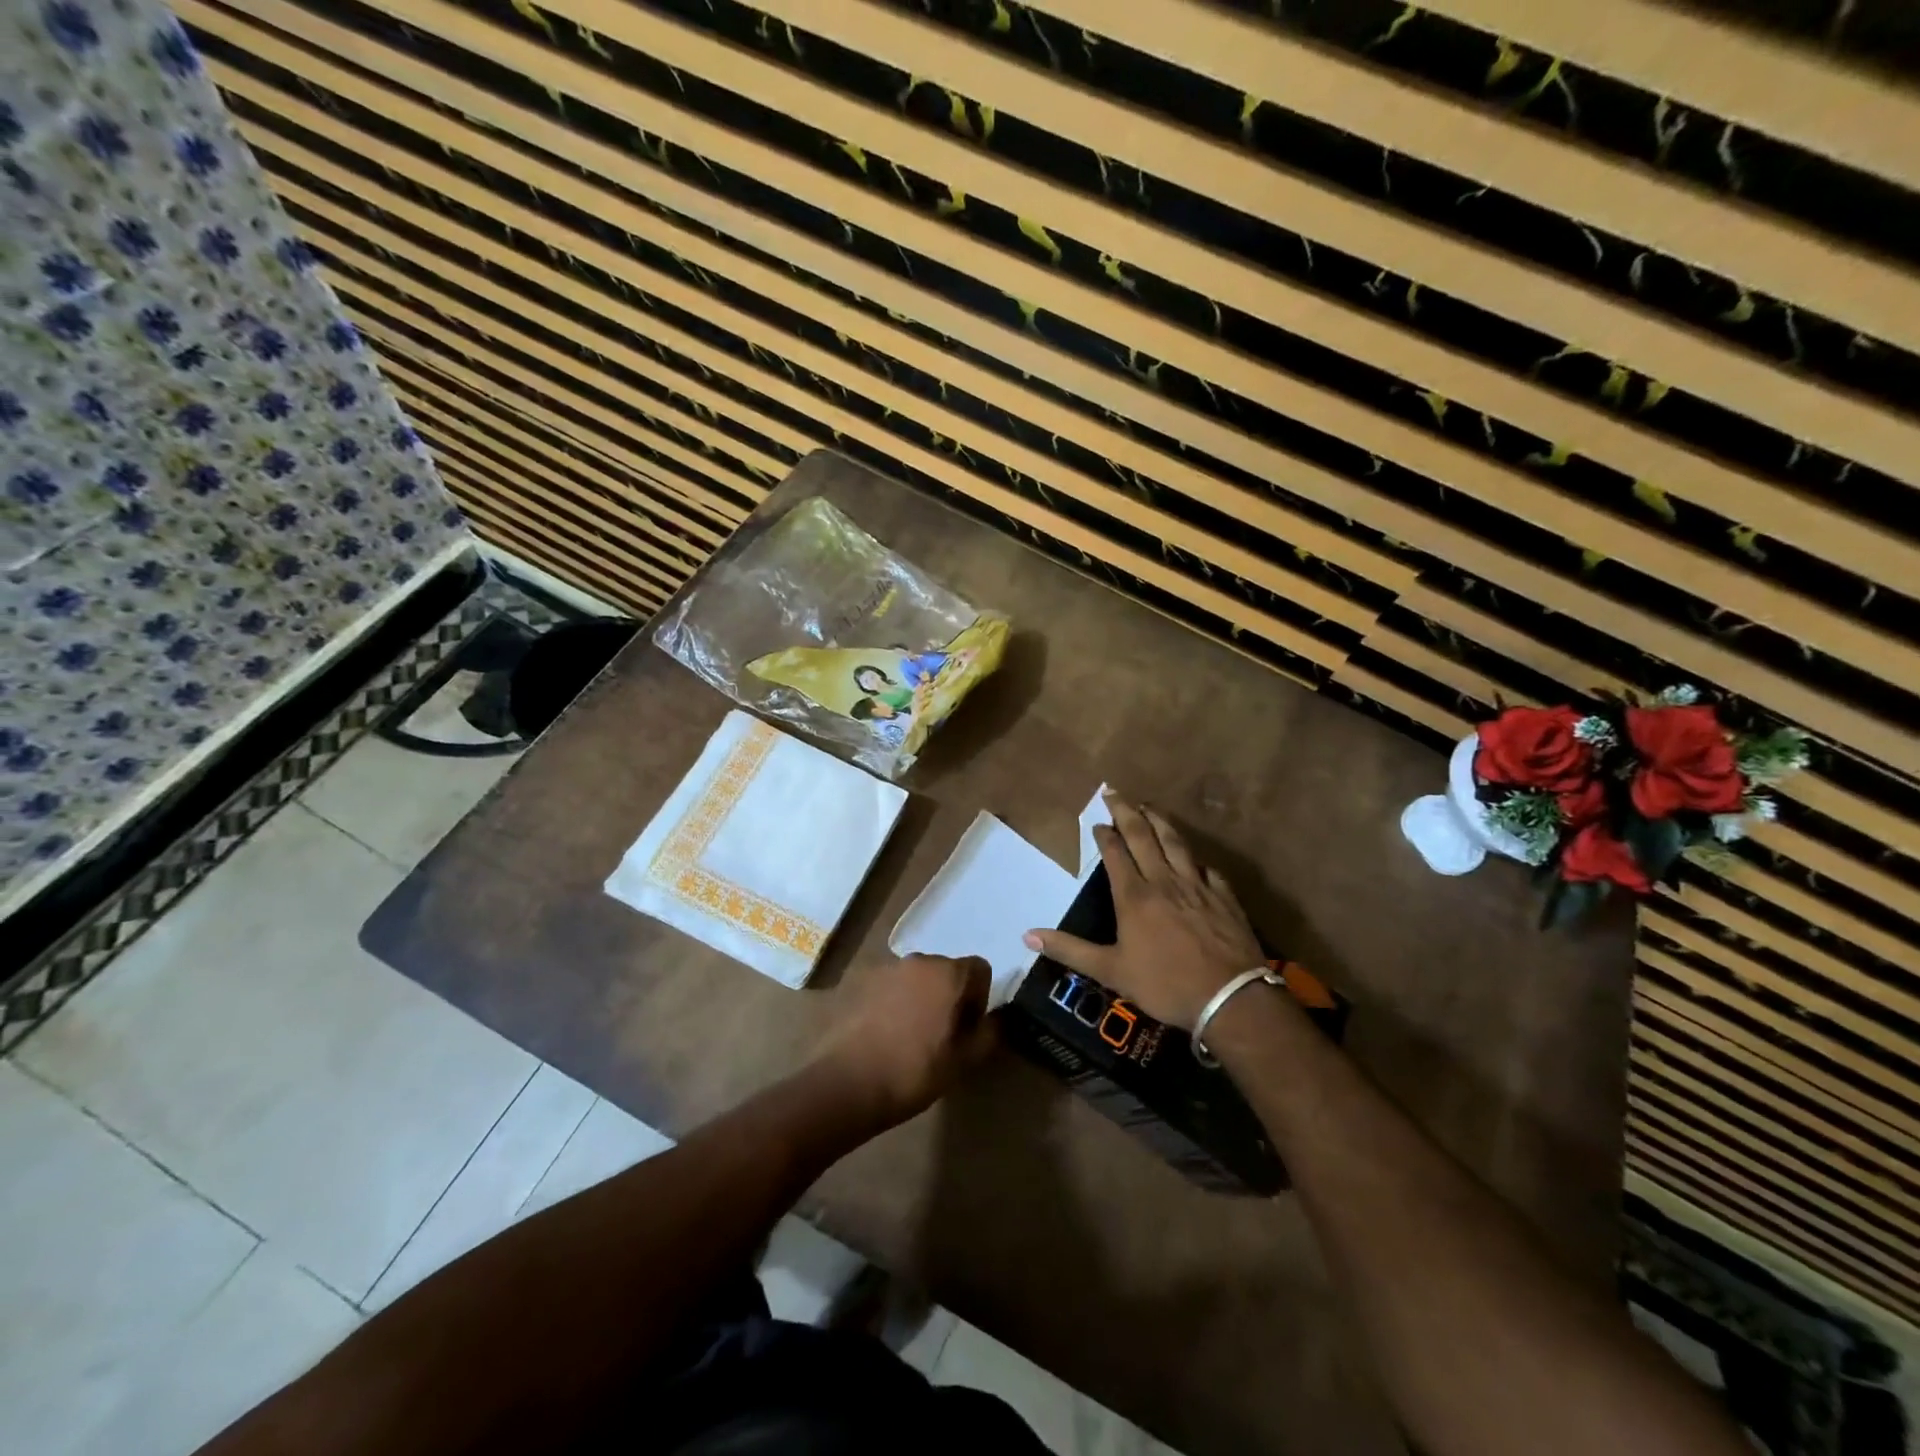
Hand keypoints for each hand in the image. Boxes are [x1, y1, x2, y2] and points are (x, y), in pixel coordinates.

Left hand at [811, 954, 997, 1127]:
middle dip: (949, 995)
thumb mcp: (963, 1061)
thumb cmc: (914, 1071)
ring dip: (920, 997)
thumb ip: (988, 1034)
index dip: (980, 998)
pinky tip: (884, 1033)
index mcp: (948, 973)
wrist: (847, 1082)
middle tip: (941, 1034)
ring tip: (909, 1035)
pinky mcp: (858, 981)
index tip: (967, 1028)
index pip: (979, 969)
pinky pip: (889, 986)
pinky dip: (893, 1001)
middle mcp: (918, 960)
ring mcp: (885, 968)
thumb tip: (997, 1018)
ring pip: (916, 977)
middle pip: (946, 970)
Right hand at [1024, 793, 1263, 1029]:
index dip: (1104, 834)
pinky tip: (1192, 858)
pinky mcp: (1223, 896)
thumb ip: (1070, 950)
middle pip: (1143, 835)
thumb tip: (1027, 935)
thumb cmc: (1165, 984)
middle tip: (1114, 791)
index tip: (1097, 821)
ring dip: (1159, 821)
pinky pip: (1206, 868)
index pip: (1115, 853)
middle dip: (1126, 811)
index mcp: (1134, 896)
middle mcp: (1163, 881)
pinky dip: (1194, 859)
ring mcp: (1196, 885)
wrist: (1230, 998)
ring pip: (1175, 843)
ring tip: (1149, 806)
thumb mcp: (1111, 971)